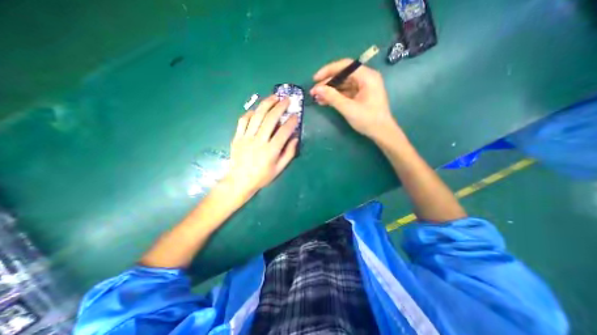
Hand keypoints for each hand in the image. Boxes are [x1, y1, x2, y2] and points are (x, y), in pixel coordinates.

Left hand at [223, 95, 298, 201]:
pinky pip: (243, 120)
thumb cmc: (262, 177)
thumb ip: (289, 153)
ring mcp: (246, 138)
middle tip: (286, 99)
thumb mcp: (279, 169)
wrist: (239, 181)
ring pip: (257, 116)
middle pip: (270, 119)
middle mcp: (259, 141)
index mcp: (271, 151)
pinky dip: (250, 113)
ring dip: (266, 104)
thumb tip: (295, 138)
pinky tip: (257, 109)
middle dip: (280, 106)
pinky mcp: (237, 137)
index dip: (291, 122)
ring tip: (273, 97)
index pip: (284, 132)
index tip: (296, 115)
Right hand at [310, 58, 397, 138]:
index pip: (345, 66)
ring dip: (330, 91)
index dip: (328, 70)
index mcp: (367, 77)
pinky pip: (345, 92)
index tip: (315, 79)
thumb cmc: (368, 120)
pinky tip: (324, 101)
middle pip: (343, 75)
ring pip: (343, 85)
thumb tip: (316, 89)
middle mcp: (366, 78)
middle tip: (314, 92)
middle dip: (327, 83)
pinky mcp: (360, 96)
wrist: (381, 133)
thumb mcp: (348, 108)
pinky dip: (335, 96)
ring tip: (317, 98)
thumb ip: (332, 97)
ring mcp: (363, 87)